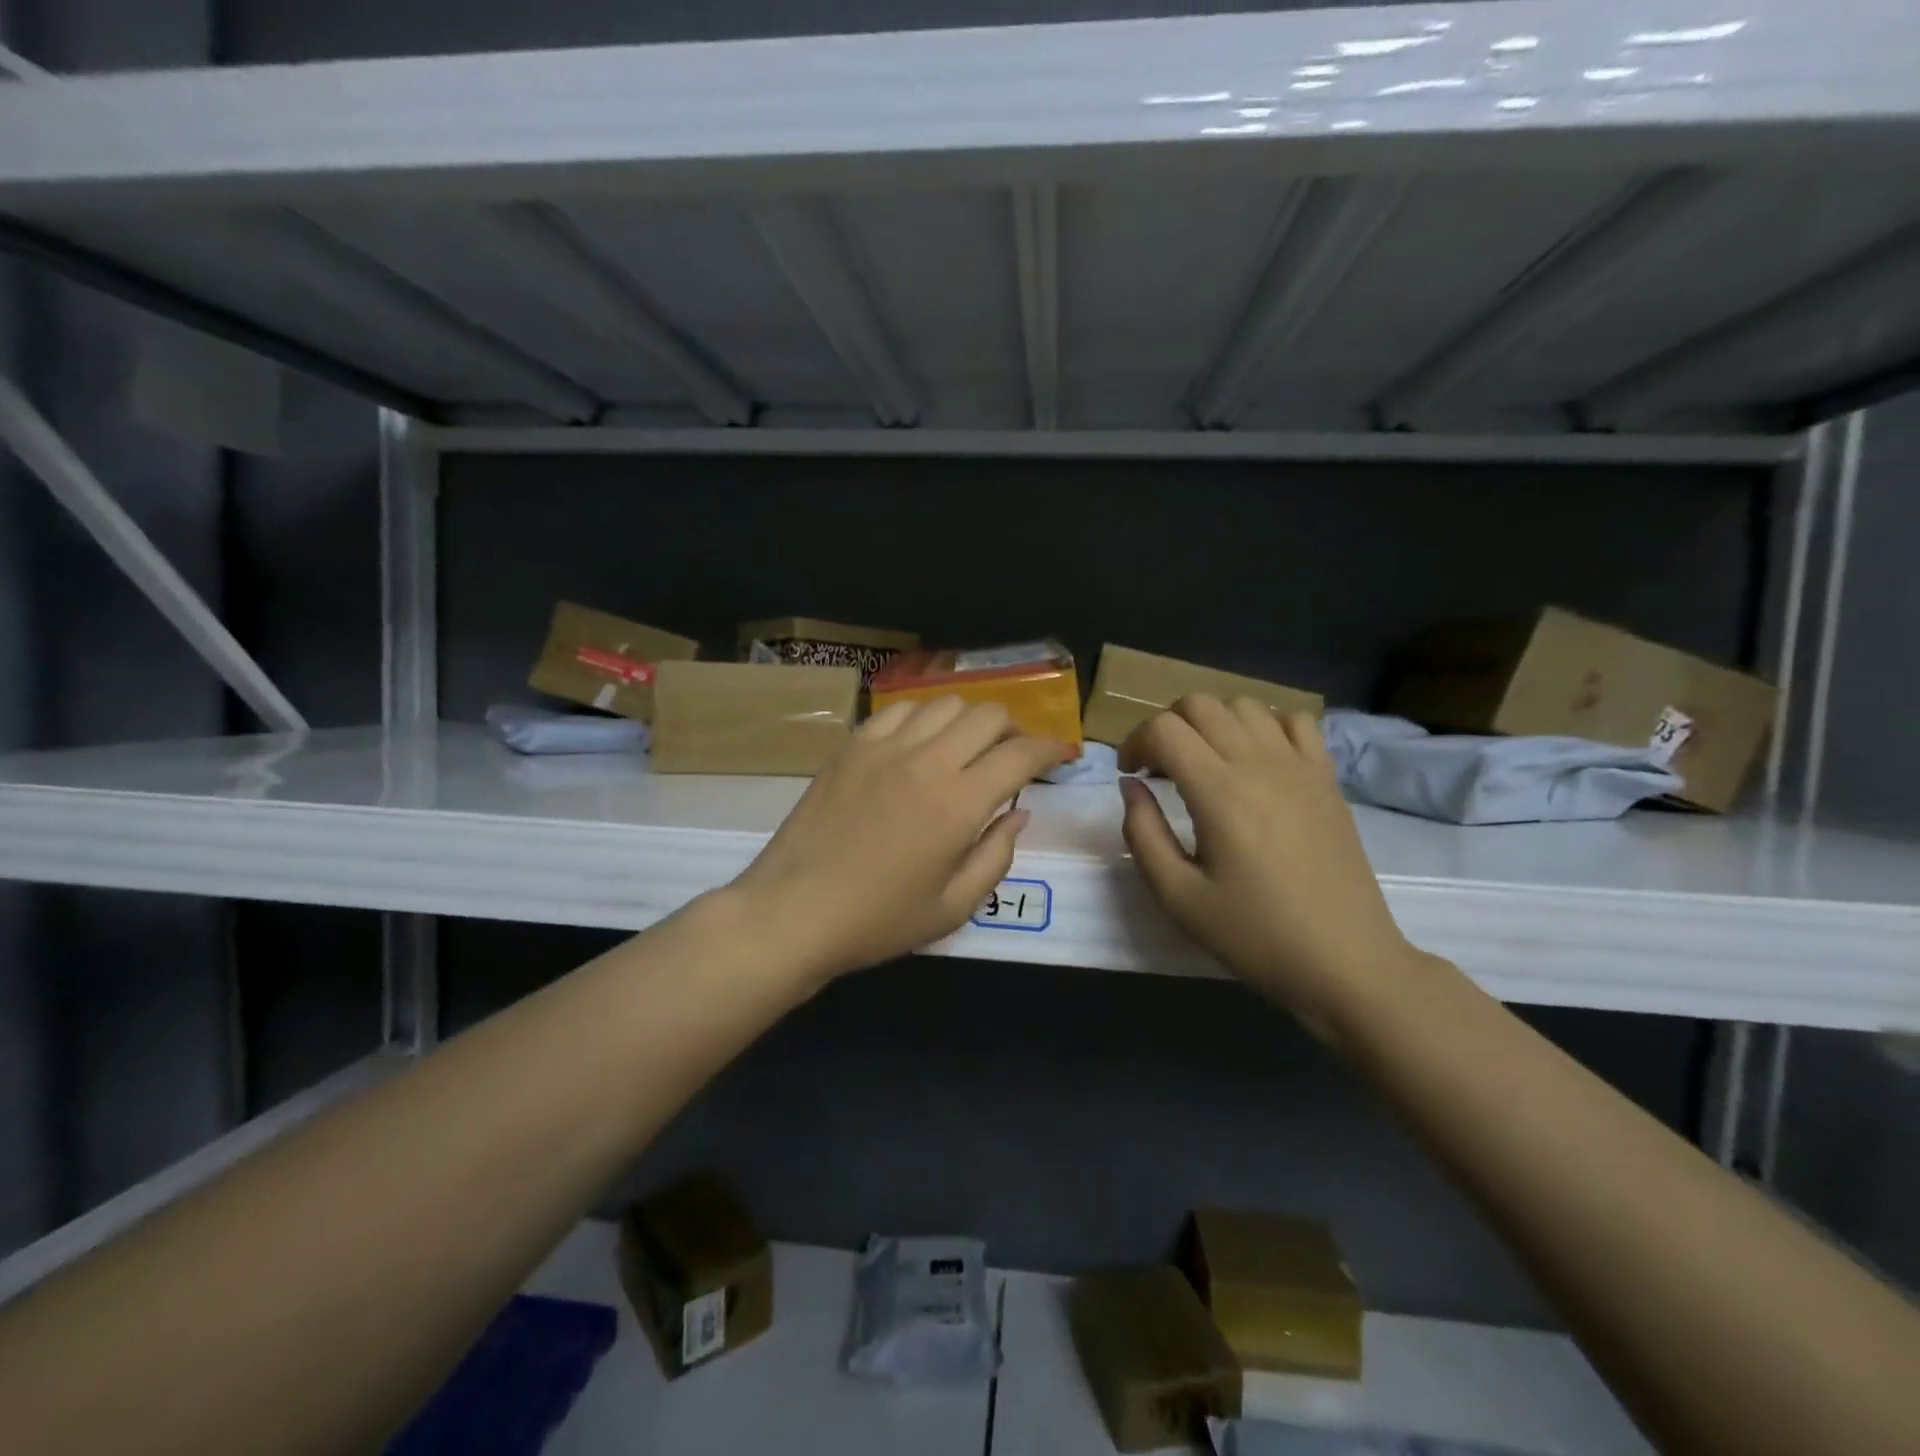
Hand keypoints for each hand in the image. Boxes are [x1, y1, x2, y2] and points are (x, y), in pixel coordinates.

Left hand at [726, 697, 1067, 985]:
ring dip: (969, 720)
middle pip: (988, 714)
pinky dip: (924, 719)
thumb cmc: (878, 920)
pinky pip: (899, 710)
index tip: (1059, 755)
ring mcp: (884, 747)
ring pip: (945, 703)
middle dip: (1013, 729)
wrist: (794, 910)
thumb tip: (1019, 814)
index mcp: (958, 803)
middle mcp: (927, 761)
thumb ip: (996, 856)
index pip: (1020, 754)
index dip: (1050, 749)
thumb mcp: (953, 906)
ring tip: (966, 747)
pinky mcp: (852, 745)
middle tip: (1012, 756)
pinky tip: (919, 744)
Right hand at [1118, 696, 1422, 1031]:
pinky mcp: (1326, 778)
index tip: (1130, 774)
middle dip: (1167, 725)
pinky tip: (1255, 760)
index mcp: (1218, 792)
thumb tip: (1131, 785)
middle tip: (1159, 767)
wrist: (1345, 962)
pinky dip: (1264, 725)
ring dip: (1212, 721)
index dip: (1134, 742)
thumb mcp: (1178, 896)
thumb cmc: (1255, 935)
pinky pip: (1294, 721)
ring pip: (1245, 704)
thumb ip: (1142, 833)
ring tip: (1204, 761)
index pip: (1164, 729)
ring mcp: (1299, 766)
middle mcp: (1258, 763)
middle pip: (1200, 704)